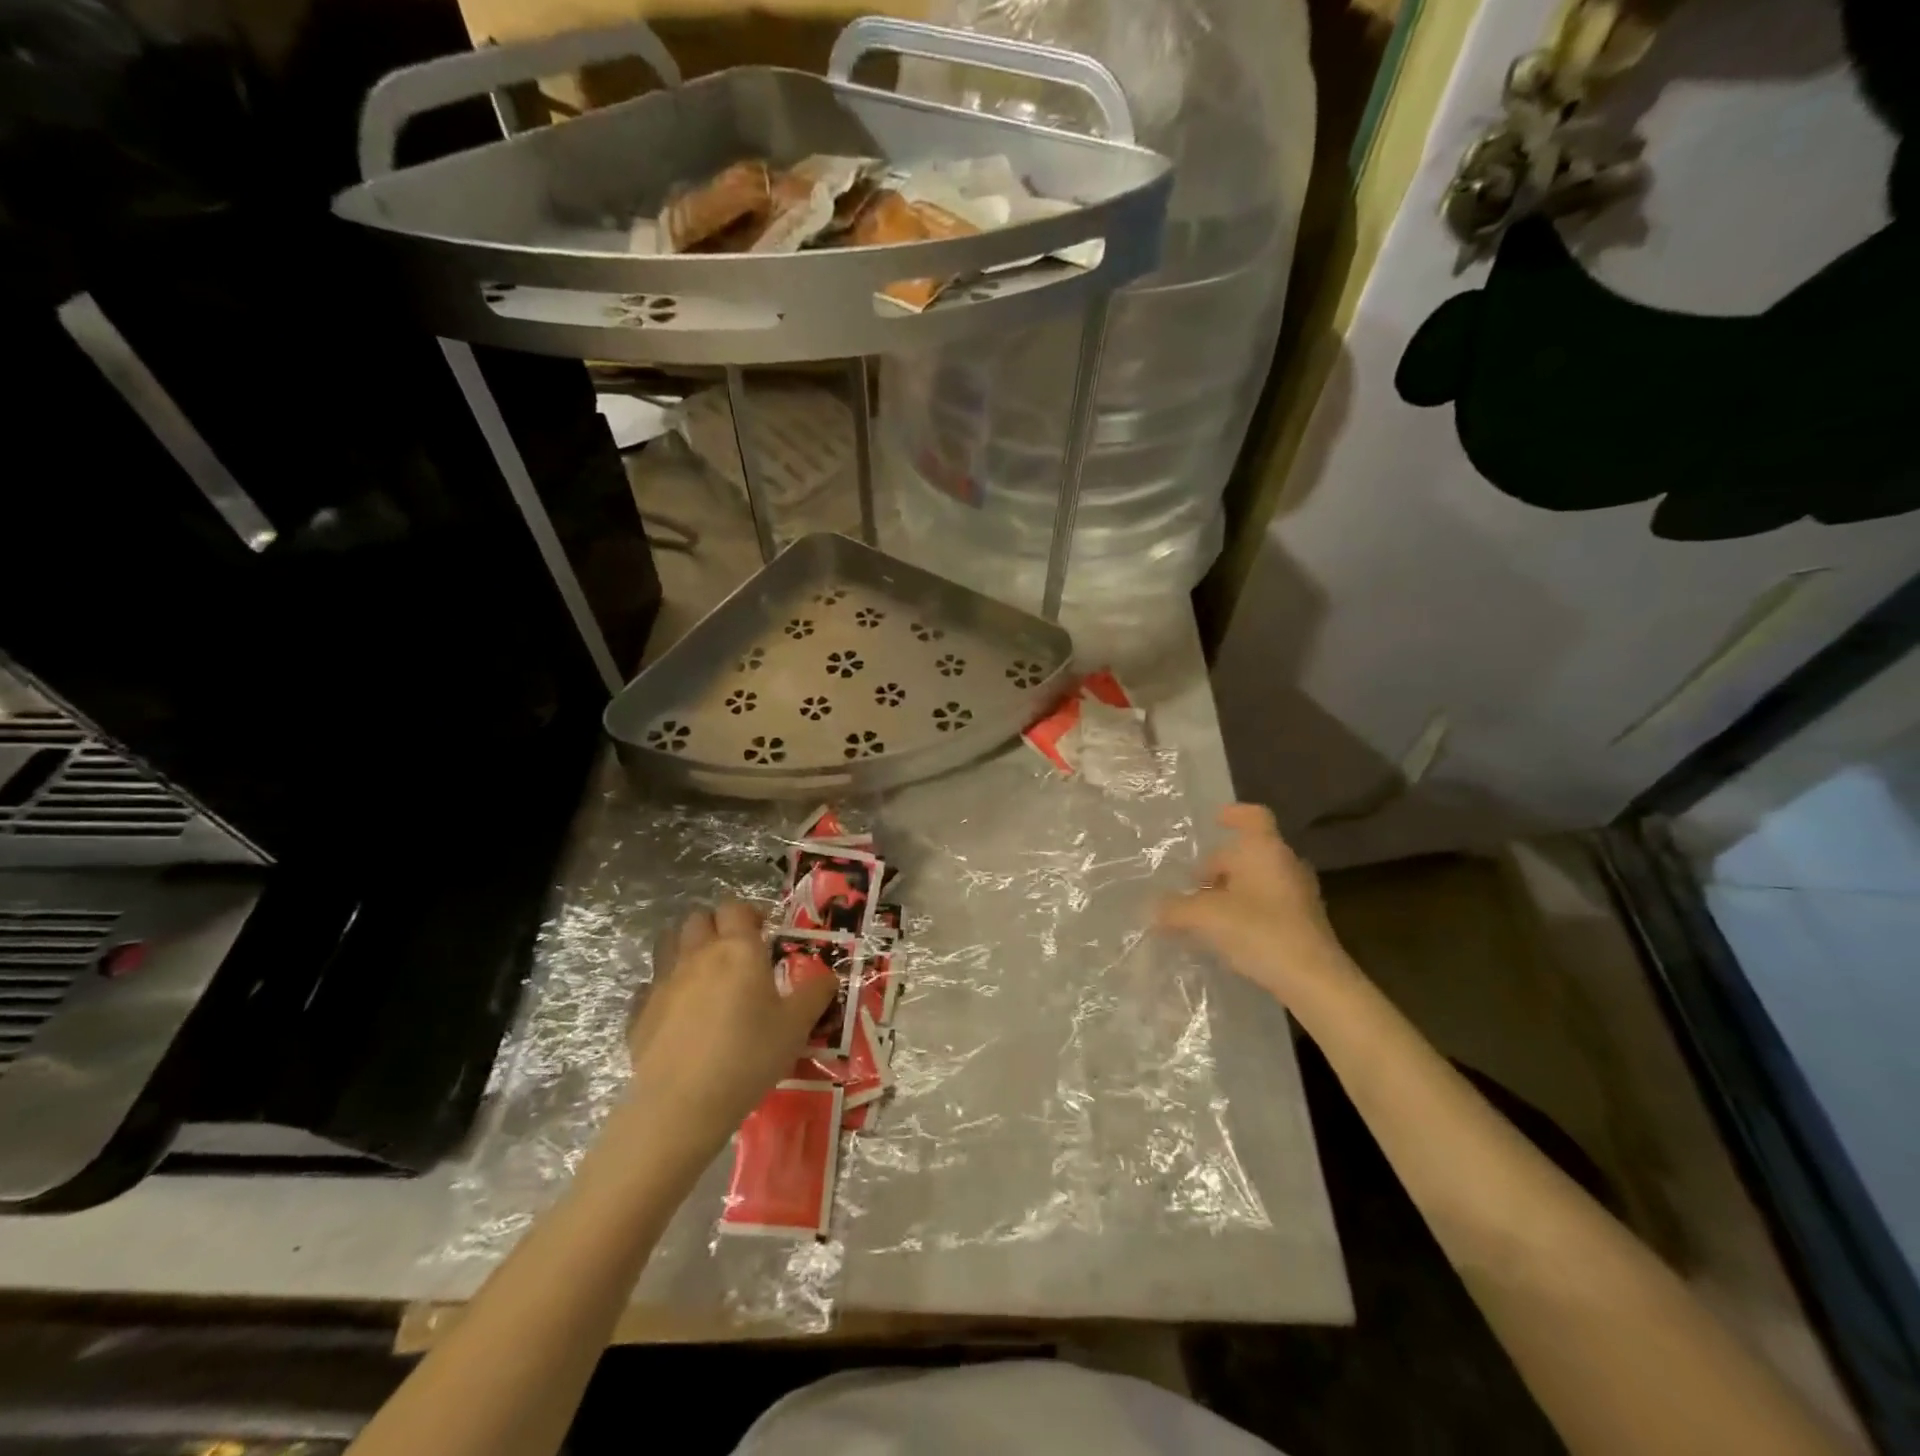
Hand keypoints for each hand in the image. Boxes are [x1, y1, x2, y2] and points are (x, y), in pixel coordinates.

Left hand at [624, 901, 836, 1150]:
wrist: (682, 1104)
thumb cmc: (749, 1055)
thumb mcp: (796, 1026)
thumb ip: (815, 994)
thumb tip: (829, 976)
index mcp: (737, 949)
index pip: (736, 907)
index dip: (750, 912)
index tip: (764, 931)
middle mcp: (697, 955)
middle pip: (698, 918)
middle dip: (715, 925)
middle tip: (735, 950)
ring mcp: (663, 982)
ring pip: (668, 943)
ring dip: (685, 947)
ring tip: (704, 973)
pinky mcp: (639, 1013)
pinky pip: (649, 986)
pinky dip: (662, 989)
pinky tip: (676, 1011)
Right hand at [1156, 804, 1357, 1008]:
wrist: (1314, 980)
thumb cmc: (1258, 931)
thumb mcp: (1205, 917)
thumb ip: (1175, 909)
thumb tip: (1154, 909)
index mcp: (1264, 849)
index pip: (1252, 816)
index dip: (1233, 814)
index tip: (1215, 821)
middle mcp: (1285, 863)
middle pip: (1248, 853)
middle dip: (1219, 866)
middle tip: (1192, 885)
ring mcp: (1299, 893)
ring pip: (1257, 879)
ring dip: (1231, 890)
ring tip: (1205, 911)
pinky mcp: (1304, 922)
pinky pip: (1268, 903)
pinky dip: (1246, 910)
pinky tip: (1227, 934)